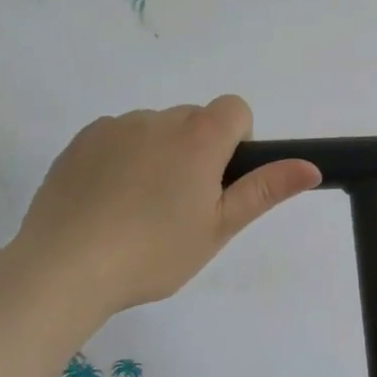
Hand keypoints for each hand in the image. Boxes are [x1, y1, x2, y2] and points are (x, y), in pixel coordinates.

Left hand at [6, 97, 319, 321]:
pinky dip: (124, 159)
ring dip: (161, 153)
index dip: (239, 139)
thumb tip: (311, 166)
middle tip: (185, 205)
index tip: (222, 180)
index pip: (235, 108)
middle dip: (199, 150)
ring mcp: (113, 128)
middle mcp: (156, 120)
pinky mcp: (79, 143)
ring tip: (143, 209)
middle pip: (194, 118)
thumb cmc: (156, 252)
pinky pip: (118, 137)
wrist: (66, 267)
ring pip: (155, 129)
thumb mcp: (220, 226)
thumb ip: (265, 190)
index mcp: (197, 138)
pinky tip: (111, 202)